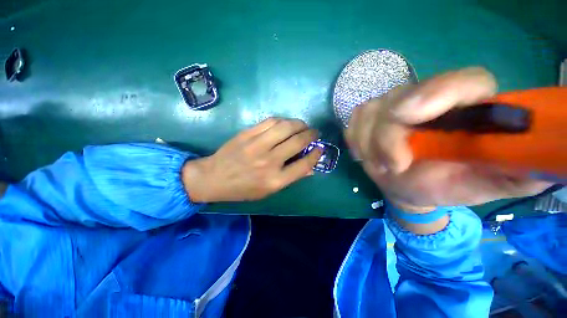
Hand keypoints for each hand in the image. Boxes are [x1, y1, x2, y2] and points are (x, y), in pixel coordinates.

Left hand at [182, 118, 321, 202]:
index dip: (316, 155)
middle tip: (314, 133)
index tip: (320, 148)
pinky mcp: (248, 134)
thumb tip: (311, 167)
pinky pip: (271, 121)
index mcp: (275, 180)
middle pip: (298, 142)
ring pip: (286, 127)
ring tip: (303, 126)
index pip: (304, 165)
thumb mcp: (269, 191)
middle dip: (311, 135)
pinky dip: (283, 121)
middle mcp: (269, 162)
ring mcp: (257, 145)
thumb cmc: (243, 188)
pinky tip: (286, 124)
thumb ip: (290, 178)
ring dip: (299, 124)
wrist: (214, 178)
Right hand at [345, 67, 550, 212]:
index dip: (436, 93)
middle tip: (391, 166)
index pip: (463, 81)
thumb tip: (542, 160)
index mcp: (468, 107)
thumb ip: (515, 172)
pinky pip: (353, 122)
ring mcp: (391, 104)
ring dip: (368, 143)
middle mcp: (428, 97)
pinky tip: (366, 153)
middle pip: (398, 100)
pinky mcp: (368, 116)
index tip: (408, 117)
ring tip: (381, 165)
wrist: (410, 186)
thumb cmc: (447, 186)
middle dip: (386, 137)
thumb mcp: (484, 185)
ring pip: (369, 112)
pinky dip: (355, 139)